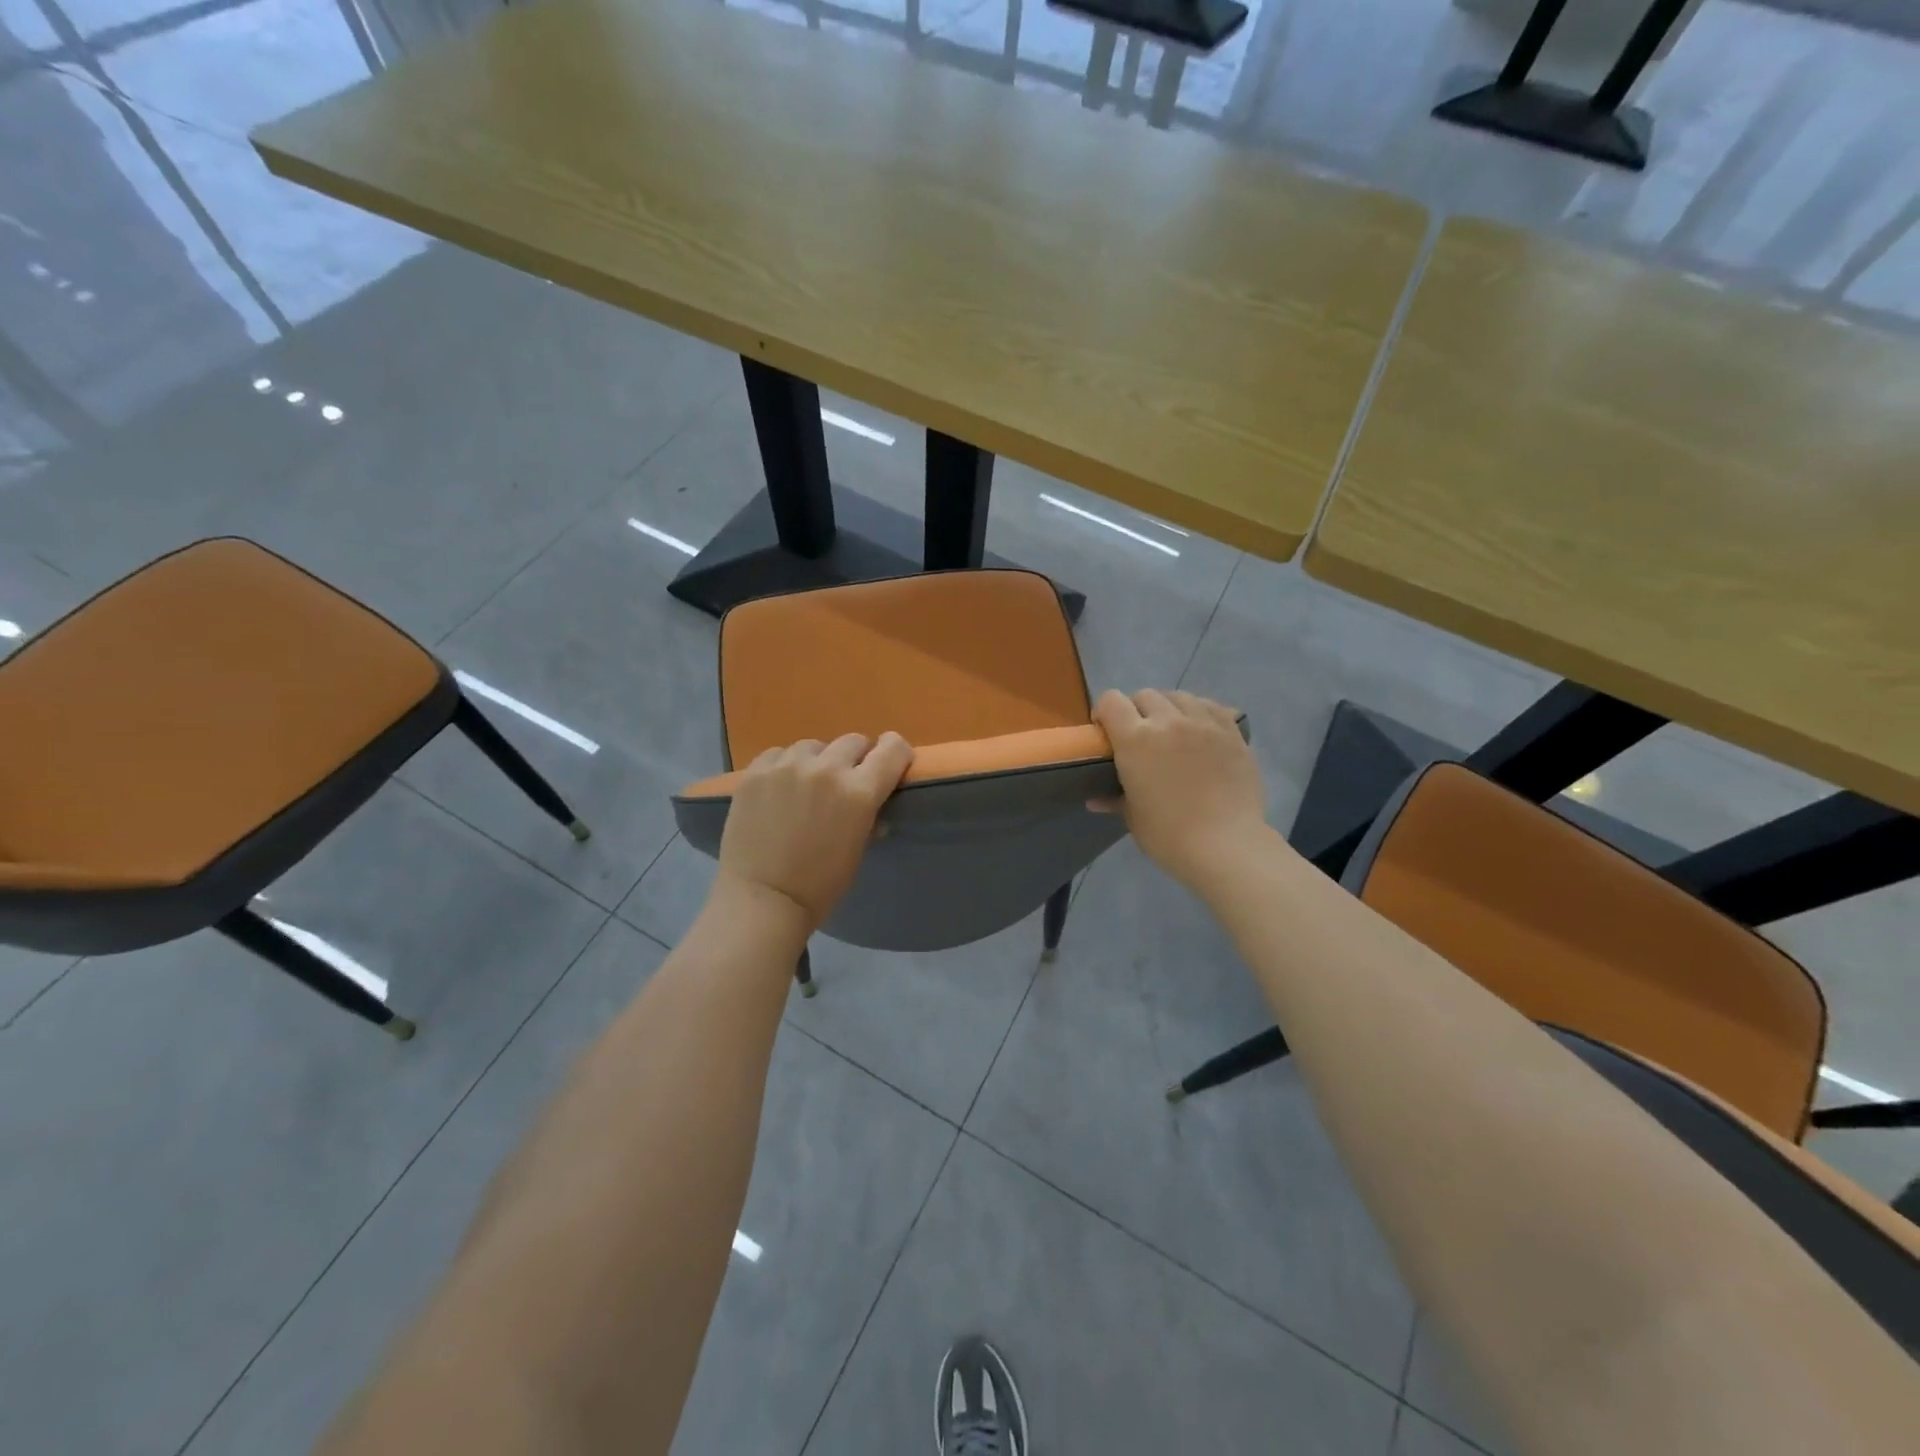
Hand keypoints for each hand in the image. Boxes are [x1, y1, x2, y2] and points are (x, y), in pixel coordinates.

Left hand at [713, 732, 914, 933]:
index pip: (892, 749)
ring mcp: (787, 766)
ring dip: (818, 761)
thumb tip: (872, 808)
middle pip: (853, 741)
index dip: (895, 752)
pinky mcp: (756, 771)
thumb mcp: (857, 851)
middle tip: (845, 783)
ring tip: (806, 786)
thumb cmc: (819, 886)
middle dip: (856, 759)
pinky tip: (778, 788)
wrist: (761, 900)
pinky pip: (779, 754)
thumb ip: (868, 819)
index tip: (890, 763)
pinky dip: (784, 766)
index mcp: (859, 792)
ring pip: (813, 746)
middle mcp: (826, 769)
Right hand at [1092, 689, 1268, 889]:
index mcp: (1136, 739)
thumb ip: (1114, 799)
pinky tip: (1201, 731)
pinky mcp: (1233, 733)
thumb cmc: (1168, 835)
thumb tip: (1095, 800)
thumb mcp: (1133, 817)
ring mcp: (1204, 724)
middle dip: (1137, 710)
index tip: (1105, 731)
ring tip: (1172, 730)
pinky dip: (1201, 712)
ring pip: (1180, 696)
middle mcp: (1168, 721)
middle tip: (1140, 736)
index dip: (1104, 711)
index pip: (1111, 701)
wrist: (1225, 846)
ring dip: (1169, 708)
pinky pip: (1213, 707)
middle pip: (1145, 695)